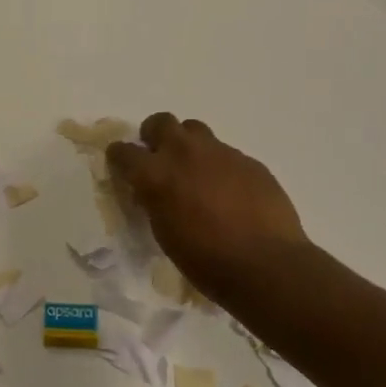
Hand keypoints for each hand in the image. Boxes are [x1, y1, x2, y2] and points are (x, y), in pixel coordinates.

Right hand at [107, 113, 308, 305]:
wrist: (265, 264)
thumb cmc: (205, 260)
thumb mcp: (164, 232)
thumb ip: (154, 201)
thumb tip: (154, 192)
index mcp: (155, 175)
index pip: (123, 151)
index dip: (120, 158)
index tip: (123, 167)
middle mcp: (184, 153)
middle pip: (160, 122)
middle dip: (155, 135)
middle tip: (160, 158)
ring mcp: (220, 153)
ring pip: (195, 130)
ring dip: (189, 145)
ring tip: (195, 171)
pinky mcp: (249, 161)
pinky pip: (226, 153)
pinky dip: (219, 166)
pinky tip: (230, 192)